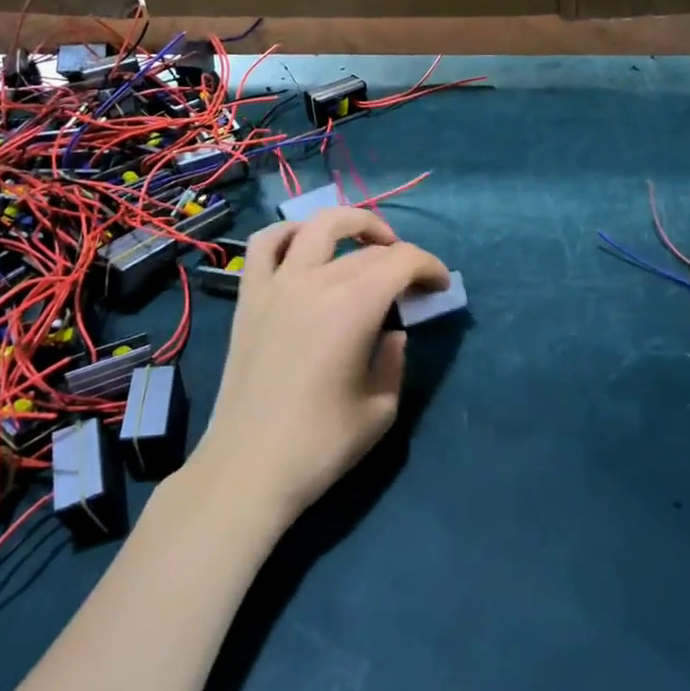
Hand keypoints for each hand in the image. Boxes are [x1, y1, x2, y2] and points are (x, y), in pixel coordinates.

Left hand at [188, 208, 448, 529]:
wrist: (249, 467)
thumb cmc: (321, 443)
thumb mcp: (382, 407)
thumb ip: (395, 359)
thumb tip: (392, 332)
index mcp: (354, 306)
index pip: (402, 261)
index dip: (430, 267)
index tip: (440, 287)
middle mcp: (315, 281)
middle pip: (368, 249)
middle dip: (400, 258)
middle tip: (412, 283)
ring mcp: (277, 284)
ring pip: (318, 225)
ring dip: (352, 223)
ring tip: (369, 242)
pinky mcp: (250, 297)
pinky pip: (266, 244)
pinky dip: (290, 233)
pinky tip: (306, 246)